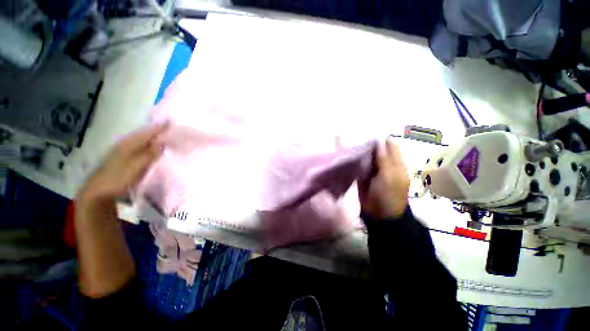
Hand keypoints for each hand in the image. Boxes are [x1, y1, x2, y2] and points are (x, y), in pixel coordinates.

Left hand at [76, 123, 167, 206]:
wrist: (99, 193)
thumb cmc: (118, 178)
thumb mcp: (136, 166)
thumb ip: (150, 154)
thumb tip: (163, 142)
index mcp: (128, 144)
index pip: (147, 132)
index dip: (160, 127)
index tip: (172, 122)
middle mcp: (126, 145)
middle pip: (145, 135)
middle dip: (158, 131)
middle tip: (172, 129)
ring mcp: (124, 152)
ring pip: (142, 142)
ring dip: (154, 139)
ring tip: (167, 137)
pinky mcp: (124, 160)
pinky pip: (140, 149)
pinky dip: (149, 147)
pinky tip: (155, 149)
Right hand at [358, 139, 409, 218]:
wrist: (379, 214)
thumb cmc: (388, 194)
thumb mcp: (389, 175)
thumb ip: (384, 158)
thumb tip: (379, 140)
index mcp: (396, 164)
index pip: (390, 147)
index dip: (381, 140)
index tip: (368, 134)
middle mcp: (385, 165)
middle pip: (377, 151)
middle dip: (369, 145)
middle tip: (356, 138)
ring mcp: (373, 171)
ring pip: (368, 157)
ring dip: (361, 152)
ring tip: (351, 144)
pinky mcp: (363, 176)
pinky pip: (360, 165)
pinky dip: (356, 160)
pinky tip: (348, 155)